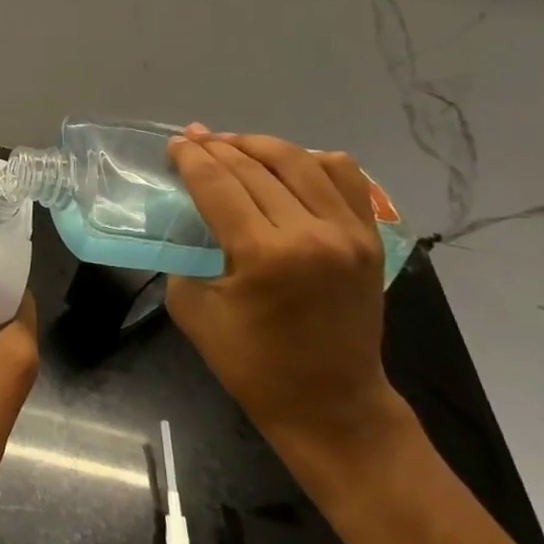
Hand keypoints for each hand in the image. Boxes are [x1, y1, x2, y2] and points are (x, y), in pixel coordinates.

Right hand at [164, 126, 405, 462]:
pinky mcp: (369, 239)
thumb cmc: (253, 366)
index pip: (217, 184)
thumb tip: (190, 219)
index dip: (190, 158)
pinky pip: (344, 177)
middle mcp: (311, 233)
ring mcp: (348, 233)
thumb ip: (186, 255)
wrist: (331, 404)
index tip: (173, 144)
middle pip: (254, 167)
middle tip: (193, 138)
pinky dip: (313, 160)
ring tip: (234, 144)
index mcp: (264, 254)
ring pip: (299, 161)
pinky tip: (289, 163)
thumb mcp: (193, 309)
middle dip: (217, 147)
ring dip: (260, 146)